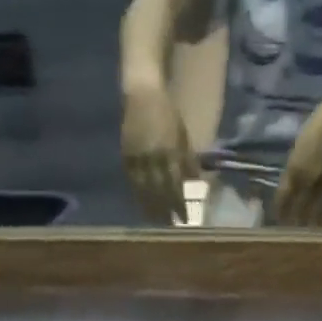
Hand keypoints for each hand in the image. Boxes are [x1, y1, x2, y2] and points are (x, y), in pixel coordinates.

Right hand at [121, 81, 198, 224]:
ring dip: (151, 207)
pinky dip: (137, 194)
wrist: (142, 95)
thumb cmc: (167, 114)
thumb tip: (195, 182)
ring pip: (145, 188)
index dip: (181, 202)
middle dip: (167, 209)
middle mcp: (154, 156)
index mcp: (171, 150)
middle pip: (161, 189)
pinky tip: (141, 206)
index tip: (185, 218)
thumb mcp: (182, 135)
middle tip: (172, 225)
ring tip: (157, 221)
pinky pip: (132, 180)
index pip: (177, 183)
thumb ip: (187, 159)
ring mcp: (138, 157)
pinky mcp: (126, 156)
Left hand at [273, 99, 321, 226]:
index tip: (279, 221)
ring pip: (318, 212)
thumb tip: (292, 184)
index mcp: (293, 169)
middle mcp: (308, 180)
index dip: (281, 212)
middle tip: (294, 233)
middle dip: (295, 222)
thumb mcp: (299, 148)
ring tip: (311, 234)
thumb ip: (295, 168)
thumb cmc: (320, 124)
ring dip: (314, 224)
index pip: (283, 198)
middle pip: (299, 209)